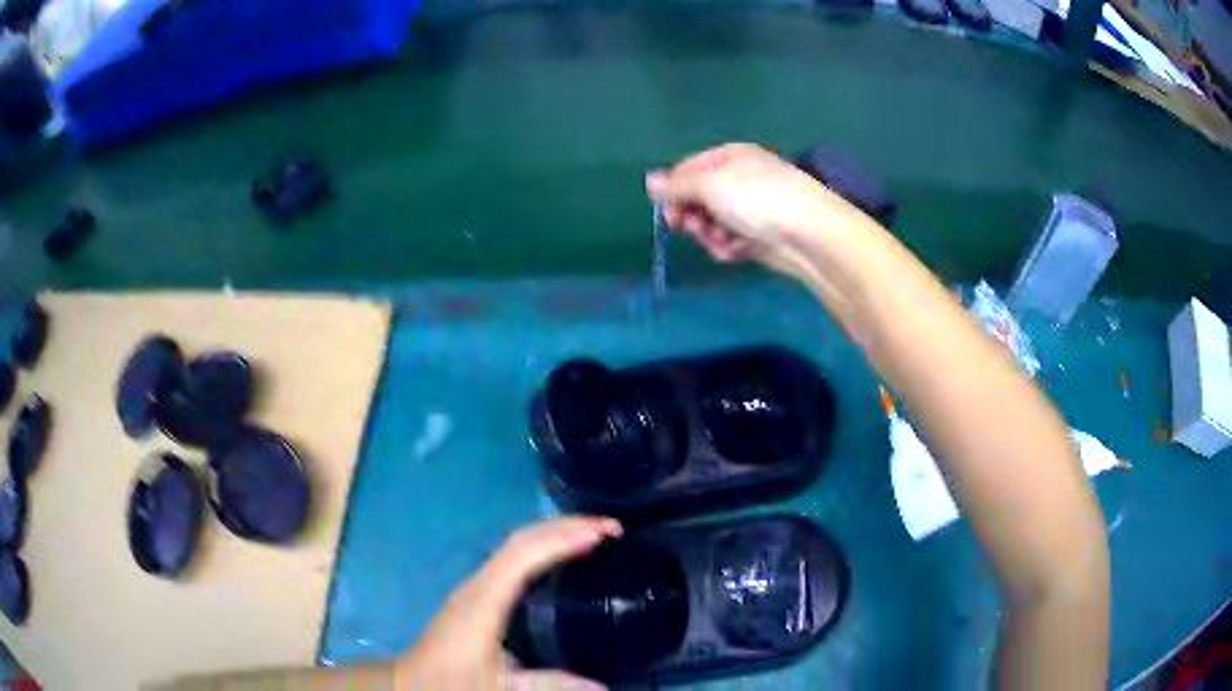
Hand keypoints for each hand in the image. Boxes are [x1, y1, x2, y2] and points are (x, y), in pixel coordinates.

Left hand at [396, 516, 622, 689]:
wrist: (411, 684)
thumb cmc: (451, 684)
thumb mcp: (501, 688)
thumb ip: (549, 685)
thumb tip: (604, 686)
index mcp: (483, 602)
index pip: (523, 556)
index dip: (562, 540)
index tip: (601, 534)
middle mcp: (478, 585)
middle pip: (521, 540)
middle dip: (565, 527)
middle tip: (610, 528)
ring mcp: (475, 587)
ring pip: (516, 545)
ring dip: (554, 533)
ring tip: (594, 535)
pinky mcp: (476, 595)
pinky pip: (512, 559)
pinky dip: (542, 548)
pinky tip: (561, 559)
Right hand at [646, 143, 865, 268]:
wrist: (809, 235)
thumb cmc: (758, 199)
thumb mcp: (710, 185)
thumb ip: (676, 185)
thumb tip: (649, 180)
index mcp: (728, 157)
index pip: (687, 170)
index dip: (674, 191)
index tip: (669, 214)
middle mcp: (738, 179)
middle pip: (697, 199)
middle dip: (693, 218)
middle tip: (695, 229)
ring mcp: (750, 208)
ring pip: (711, 224)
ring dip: (711, 236)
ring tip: (725, 242)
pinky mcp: (759, 235)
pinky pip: (730, 241)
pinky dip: (729, 248)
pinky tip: (739, 251)